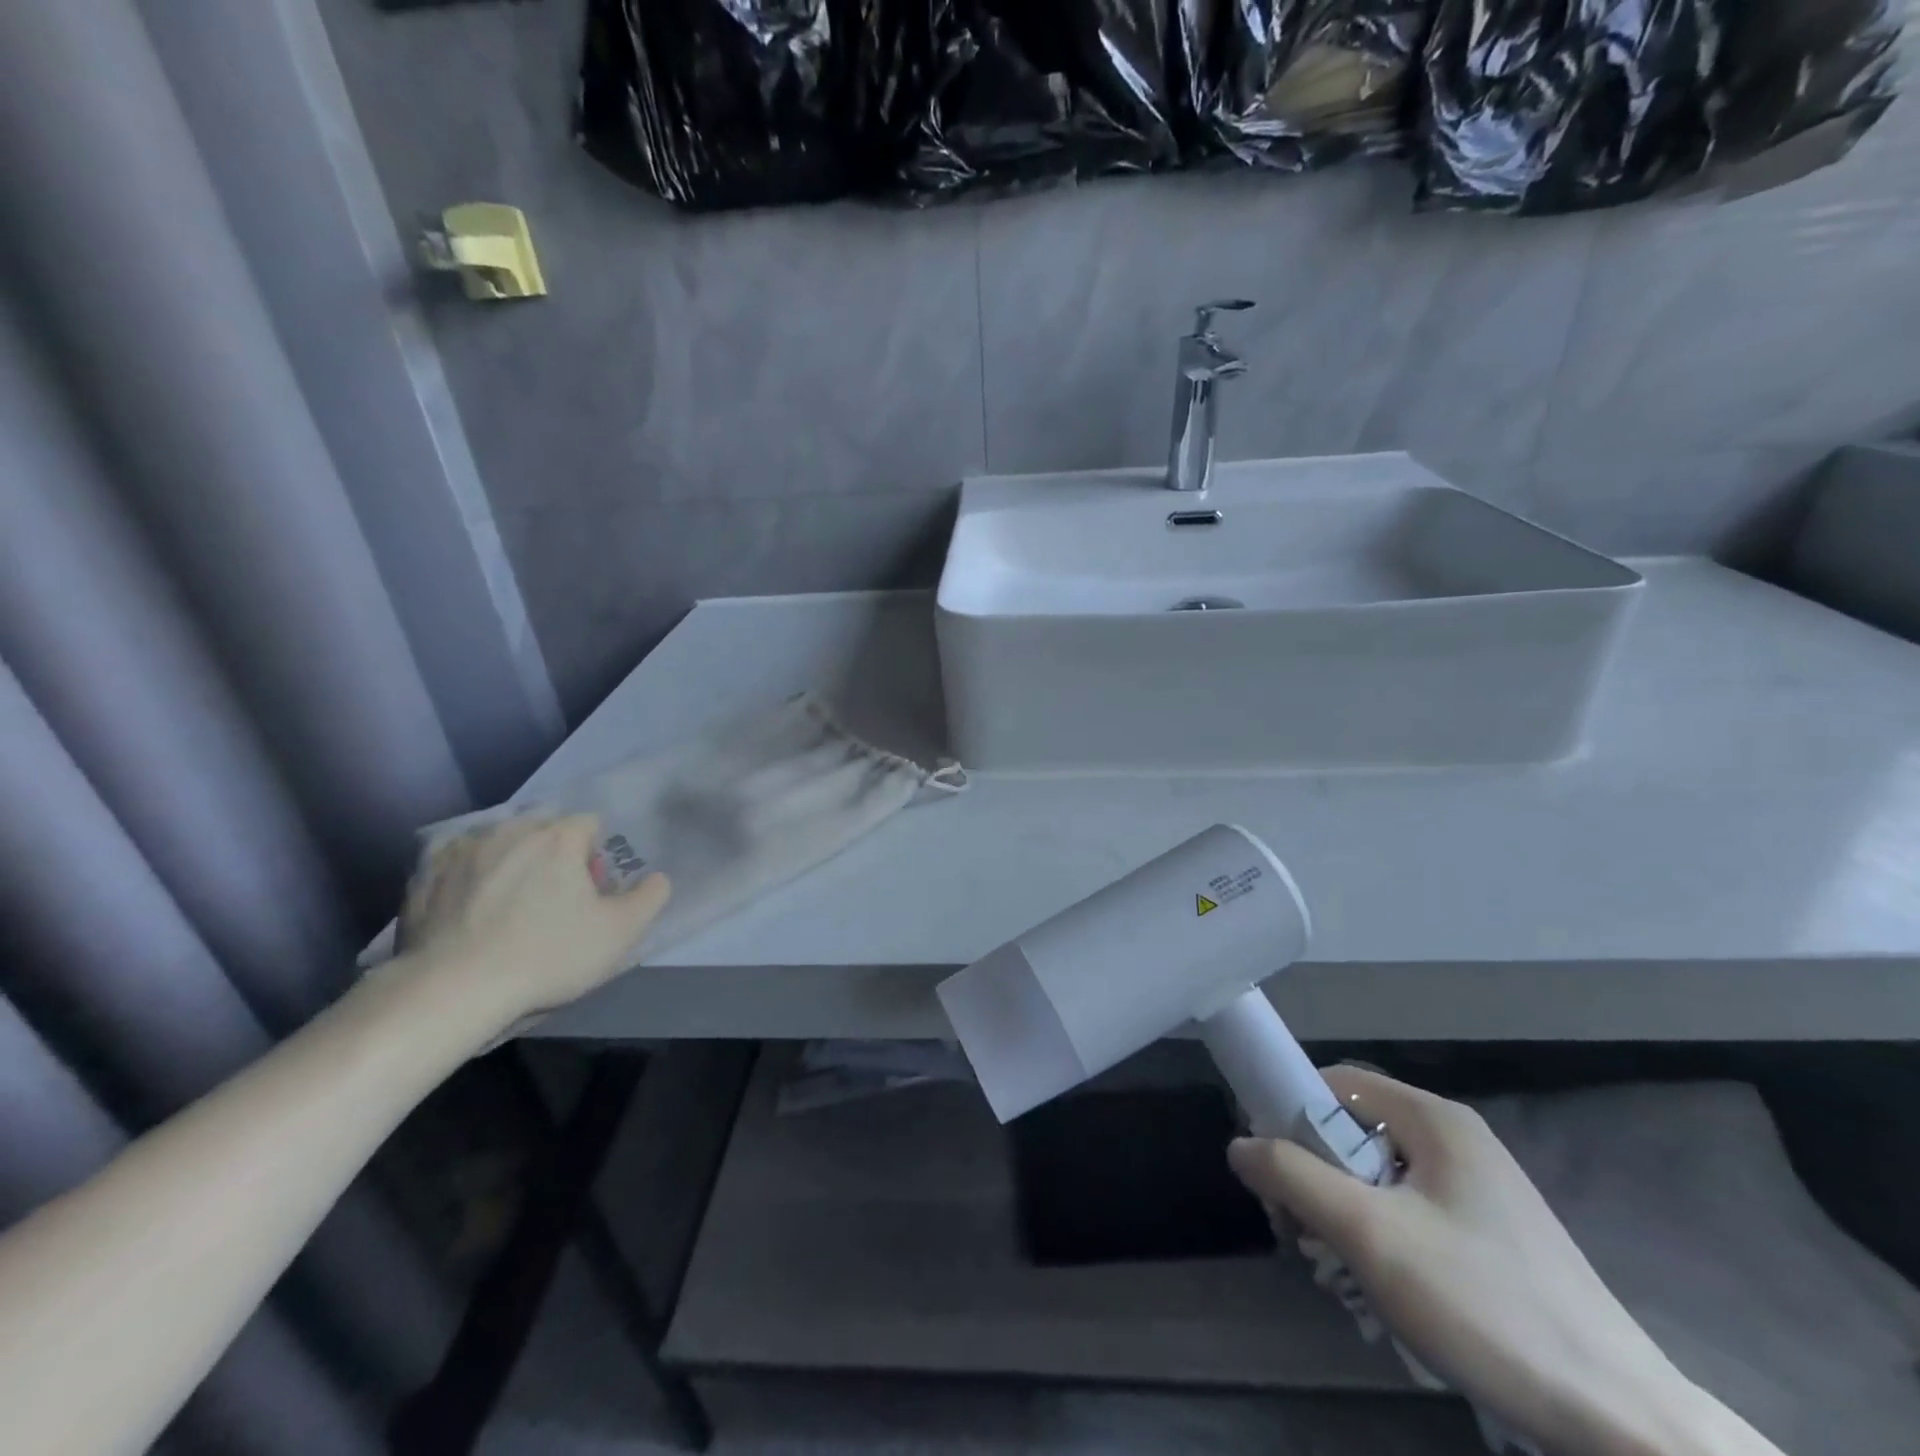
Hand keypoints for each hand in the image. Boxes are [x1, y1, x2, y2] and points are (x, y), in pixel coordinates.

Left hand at [394, 815, 668, 1034]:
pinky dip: (467, 877)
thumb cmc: (547, 955)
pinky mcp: (423, 874)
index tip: (589, 893)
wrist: (453, 990)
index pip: (590, 824)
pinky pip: (455, 863)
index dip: (596, 857)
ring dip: (509, 862)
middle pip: (543, 829)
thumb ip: (651, 896)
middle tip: (552, 901)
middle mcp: (510, 829)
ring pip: (498, 842)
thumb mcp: (620, 932)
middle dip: (553, 855)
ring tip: (506, 907)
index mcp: (558, 837)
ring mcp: (461, 849)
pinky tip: (468, 910)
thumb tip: (658, 877)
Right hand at [1228, 1066, 1776, 1455]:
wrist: (1625, 1424)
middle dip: (1315, 1176)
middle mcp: (1456, 1139)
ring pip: (1380, 1178)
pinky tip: (1387, 1293)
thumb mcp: (1370, 1235)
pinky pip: (1412, 1211)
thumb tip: (1238, 1145)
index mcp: (1434, 1119)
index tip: (1269, 1166)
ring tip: (1343, 1274)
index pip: (1336, 1083)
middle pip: (1355, 1132)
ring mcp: (1480, 1189)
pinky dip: (1384, 1239)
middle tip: (1301, 1233)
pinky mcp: (1495, 1236)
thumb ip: (1294, 1176)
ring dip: (1345, 1215)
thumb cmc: (1485, 1305)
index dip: (1290, 1112)